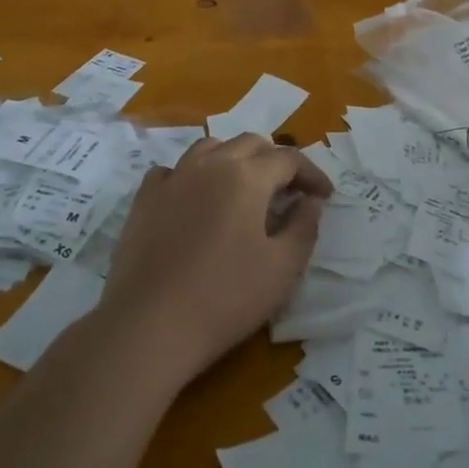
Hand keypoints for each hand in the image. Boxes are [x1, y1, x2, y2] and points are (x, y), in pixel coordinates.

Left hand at [99, 134, 330, 387]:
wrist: (150, 324)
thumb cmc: (226, 297)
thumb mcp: (283, 268)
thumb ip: (304, 227)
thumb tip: (310, 201)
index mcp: (246, 176)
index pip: (288, 159)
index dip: (311, 174)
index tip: (323, 196)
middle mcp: (209, 164)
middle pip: (250, 143)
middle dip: (275, 160)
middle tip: (288, 191)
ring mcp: (172, 178)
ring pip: (210, 148)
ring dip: (234, 159)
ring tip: (243, 188)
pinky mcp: (144, 199)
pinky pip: (172, 171)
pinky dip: (191, 176)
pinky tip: (194, 199)